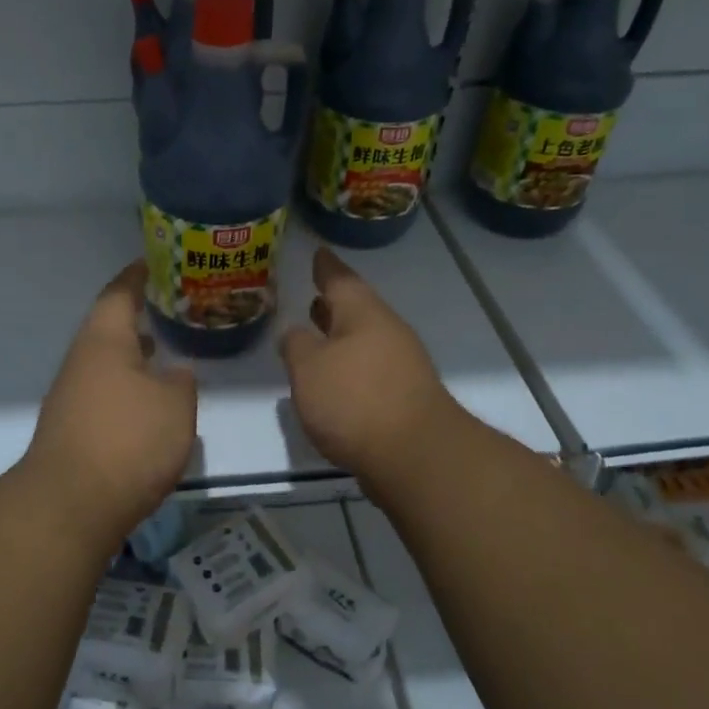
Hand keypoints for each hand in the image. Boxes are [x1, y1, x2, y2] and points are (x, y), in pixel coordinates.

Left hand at [22, 260, 197, 537]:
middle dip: (139, 316)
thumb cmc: (128, 441)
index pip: (120, 293)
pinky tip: (148, 402)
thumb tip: (175, 372)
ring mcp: (71, 396)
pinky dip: (128, 386)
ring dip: (134, 354)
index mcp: (104, 340)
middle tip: (172, 308)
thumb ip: (180, 381)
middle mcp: (81, 361)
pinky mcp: (72, 428)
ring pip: (107, 362)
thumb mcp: (175, 405)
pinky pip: (105, 392)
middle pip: (109, 327)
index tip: (155, 262)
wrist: (71, 505)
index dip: (138, 275)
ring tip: (165, 350)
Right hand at [280, 247, 462, 488]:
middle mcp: (387, 333)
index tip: (318, 252)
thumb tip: (294, 333)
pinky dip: (349, 368)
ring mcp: (401, 366)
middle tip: (313, 296)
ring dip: (340, 338)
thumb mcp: (309, 367)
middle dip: (333, 305)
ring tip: (316, 337)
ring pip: (364, 341)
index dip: (325, 267)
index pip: (340, 279)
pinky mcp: (404, 398)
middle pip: (357, 310)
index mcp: (364, 314)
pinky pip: (370, 370)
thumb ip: (296, 345)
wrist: (414, 456)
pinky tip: (333, 383)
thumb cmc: (355, 400)